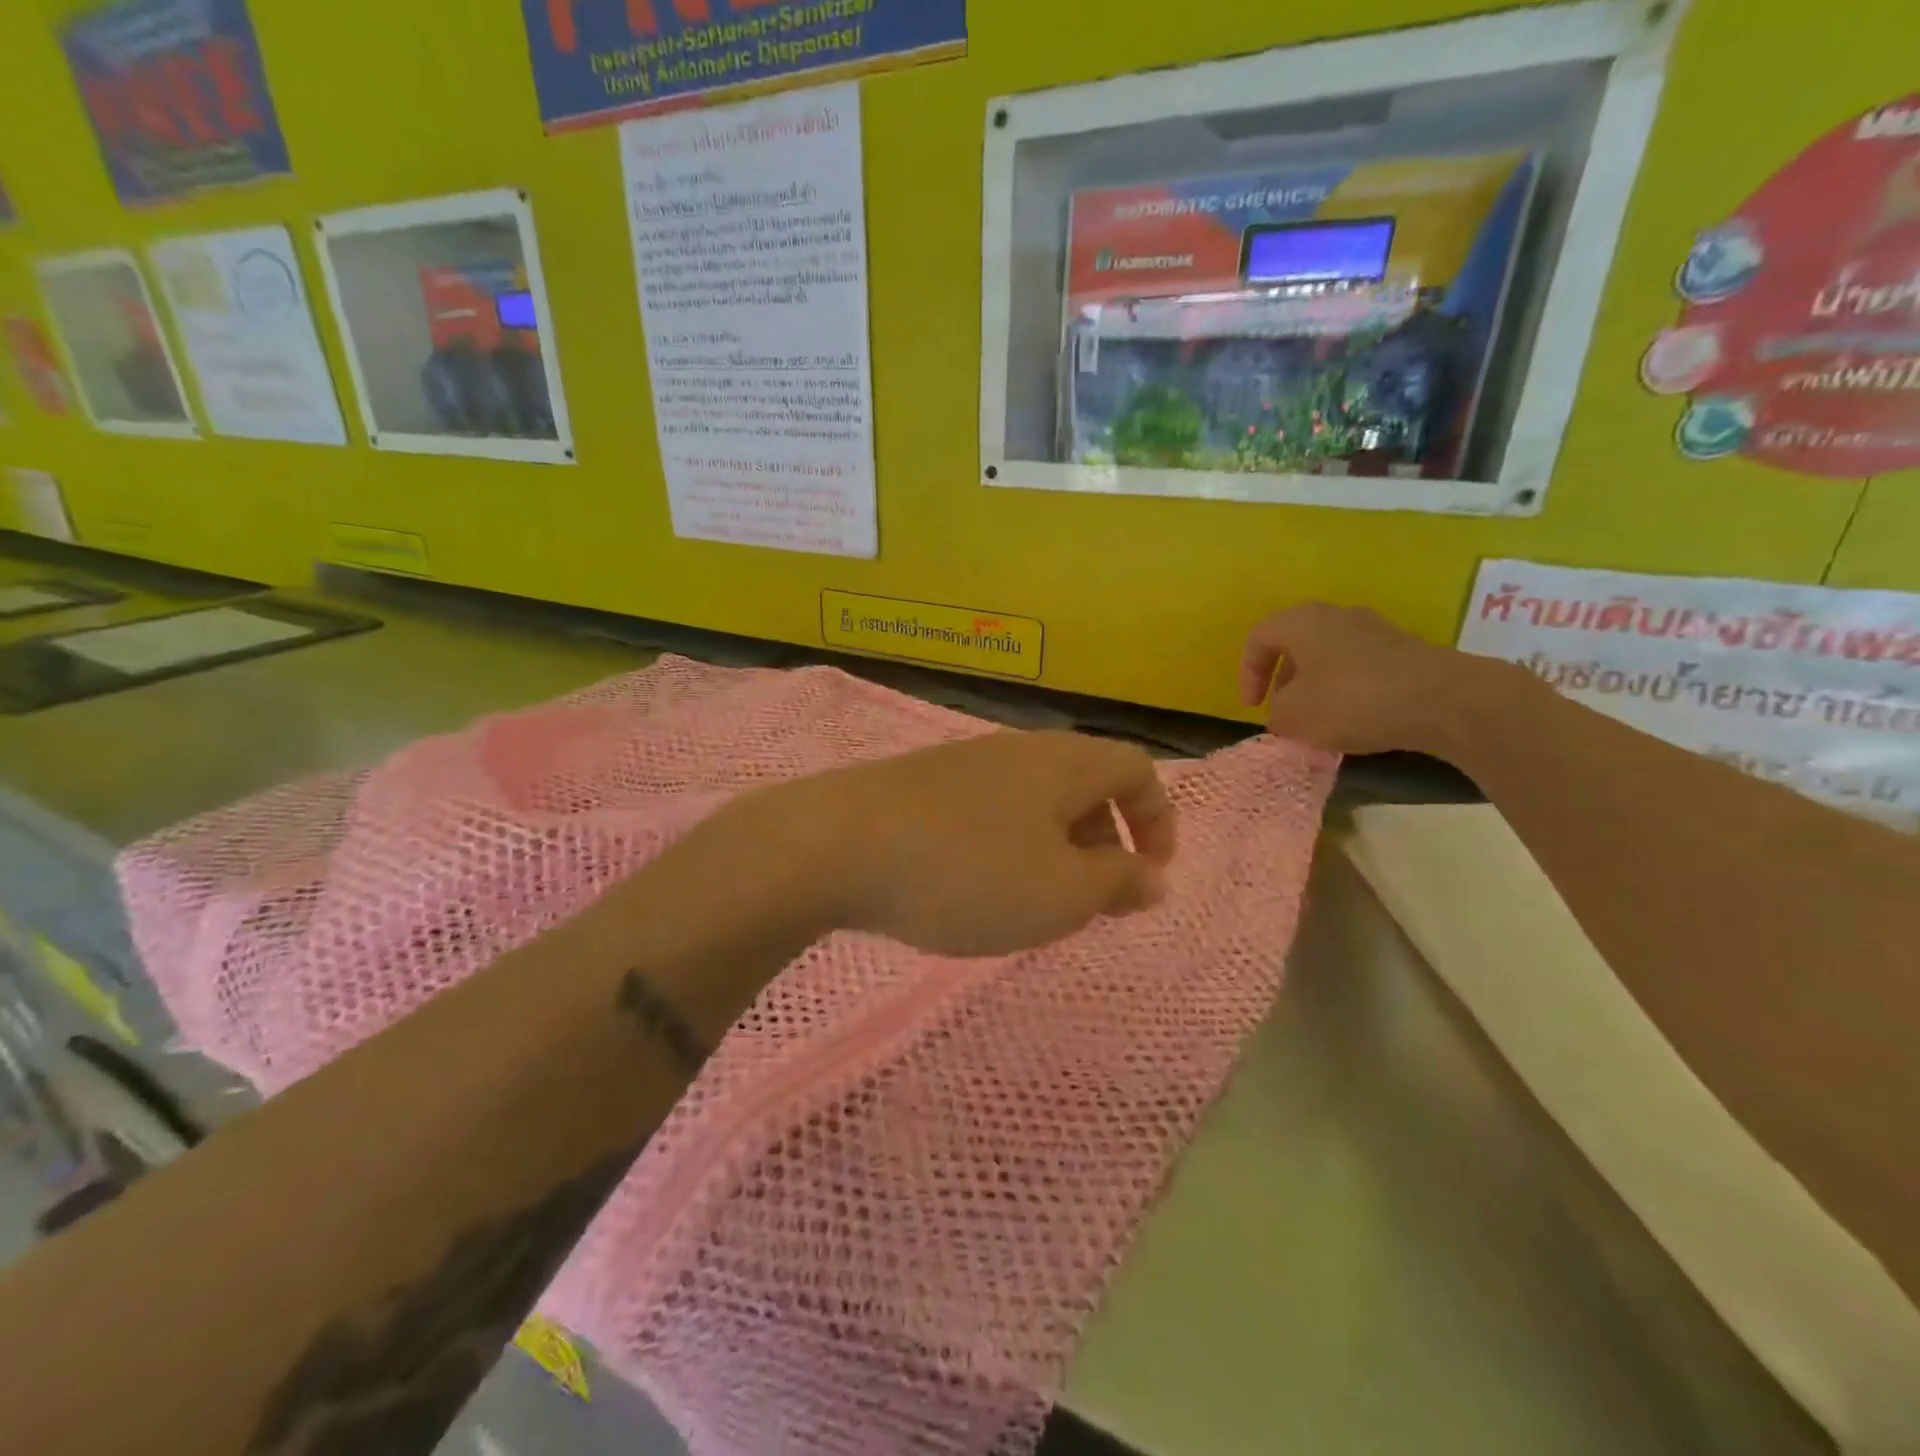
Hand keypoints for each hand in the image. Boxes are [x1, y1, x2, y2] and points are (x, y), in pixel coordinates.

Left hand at [793, 730, 1177, 957]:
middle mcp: (1017, 750)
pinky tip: (977, 886)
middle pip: (1085, 783)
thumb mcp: (1061, 893)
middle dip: (1105, 840)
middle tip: (1095, 898)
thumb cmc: (968, 871)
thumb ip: (1117, 883)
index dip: (1158, 818)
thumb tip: (1153, 876)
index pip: (1136, 768)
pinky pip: (989, 811)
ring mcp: (964, 764)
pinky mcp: (921, 787)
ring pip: (1034, 800)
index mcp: (1063, 763)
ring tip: (1037, 900)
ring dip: (1053, 847)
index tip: (1151, 875)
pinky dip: (1006, 846)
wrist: (836, 845)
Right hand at [1240, 602, 1484, 755]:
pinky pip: (1359, 669)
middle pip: (1295, 645)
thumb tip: (1284, 714)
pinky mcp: (1404, 652)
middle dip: (1283, 682)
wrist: (1442, 700)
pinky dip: (1347, 692)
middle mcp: (1337, 616)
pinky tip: (1355, 722)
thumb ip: (1277, 714)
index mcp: (1302, 621)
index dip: (1247, 674)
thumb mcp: (1294, 715)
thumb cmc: (1352, 699)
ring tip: (1318, 723)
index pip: (1258, 638)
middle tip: (1284, 714)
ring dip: (1315, 689)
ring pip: (1328, 657)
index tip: (1253, 708)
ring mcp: (1375, 631)